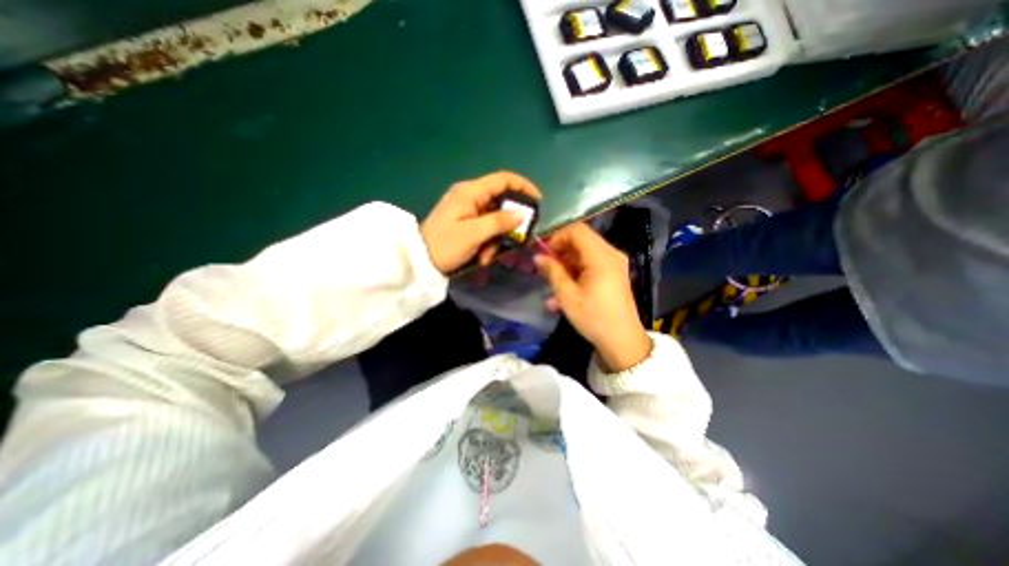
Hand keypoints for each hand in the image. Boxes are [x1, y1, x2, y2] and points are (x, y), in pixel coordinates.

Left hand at [421, 170, 543, 274]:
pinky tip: (481, 257)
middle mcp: (470, 196)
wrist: (420, 261)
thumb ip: (499, 221)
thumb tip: (521, 214)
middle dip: (507, 224)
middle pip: (501, 203)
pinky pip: (485, 228)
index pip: (503, 179)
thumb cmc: (445, 245)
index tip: (538, 201)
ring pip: (494, 219)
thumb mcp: (474, 234)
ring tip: (487, 256)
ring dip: (495, 239)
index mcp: (470, 192)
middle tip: (514, 240)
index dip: (523, 187)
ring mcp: (467, 210)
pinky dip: (487, 242)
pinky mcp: (465, 222)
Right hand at [531, 223, 650, 374]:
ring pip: (584, 252)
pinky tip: (564, 292)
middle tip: (545, 267)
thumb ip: (552, 272)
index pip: (576, 230)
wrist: (622, 341)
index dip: (557, 237)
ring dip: (566, 264)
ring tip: (553, 284)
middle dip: (560, 251)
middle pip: (581, 239)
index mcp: (601, 257)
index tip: (544, 253)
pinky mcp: (614, 273)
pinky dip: (576, 272)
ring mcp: (615, 263)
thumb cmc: (594, 318)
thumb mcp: (568, 296)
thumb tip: (538, 256)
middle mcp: (611, 254)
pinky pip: (591, 264)